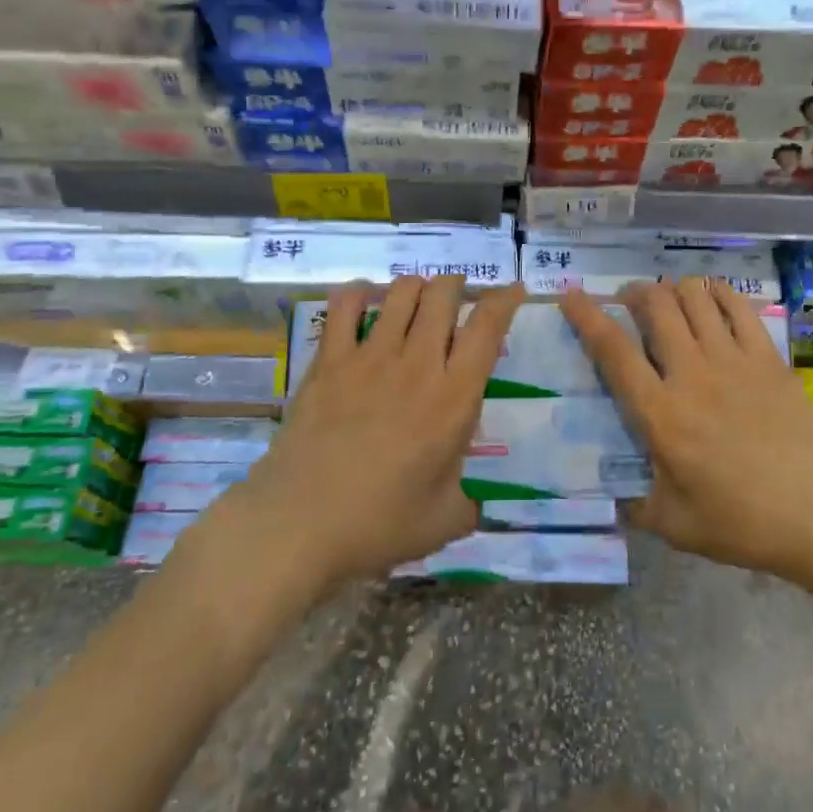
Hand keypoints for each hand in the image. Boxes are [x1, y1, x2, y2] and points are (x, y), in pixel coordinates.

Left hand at [236, 274, 523, 587]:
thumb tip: (476, 501)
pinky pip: (345, 306)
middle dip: (457, 286)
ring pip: (401, 291)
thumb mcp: (444, 521)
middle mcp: (417, 364)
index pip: (488, 327)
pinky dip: (359, 294)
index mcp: (454, 398)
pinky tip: (365, 300)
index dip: (505, 299)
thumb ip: (469, 502)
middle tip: (458, 298)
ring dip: (416, 286)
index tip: (513, 291)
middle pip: (444, 294)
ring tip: (417, 299)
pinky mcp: (329, 360)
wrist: (299, 525)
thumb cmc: (378, 525)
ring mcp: (370, 356)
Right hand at [561, 278, 812, 584]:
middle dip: (633, 292)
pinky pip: (737, 305)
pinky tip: (710, 301)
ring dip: (672, 289)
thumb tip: (616, 497)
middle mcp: (692, 374)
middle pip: (654, 305)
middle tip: (627, 302)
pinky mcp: (767, 357)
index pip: (613, 351)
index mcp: (661, 413)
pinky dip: (717, 293)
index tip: (570, 296)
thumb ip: (637, 506)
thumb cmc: (745, 523)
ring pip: (694, 296)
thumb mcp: (677, 526)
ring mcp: (733, 359)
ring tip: (667, 302)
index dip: (586, 316)